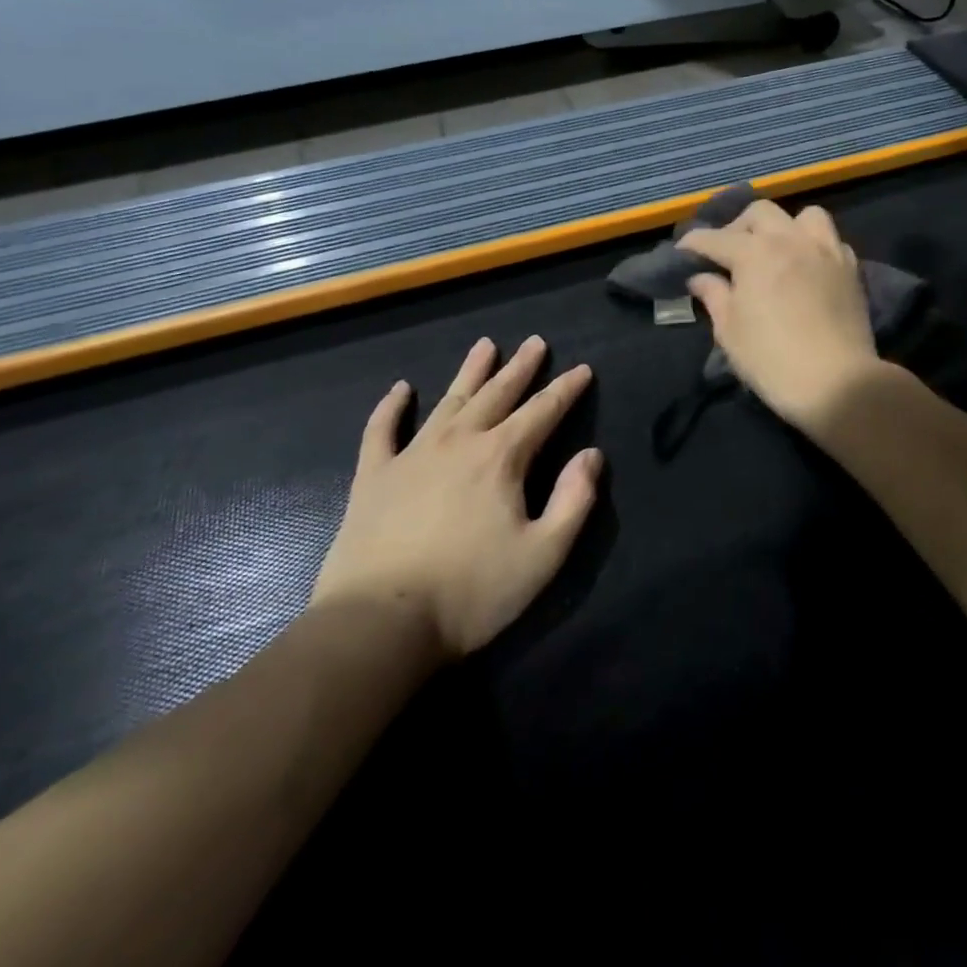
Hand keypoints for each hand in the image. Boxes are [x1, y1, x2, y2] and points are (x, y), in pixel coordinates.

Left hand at [310, 336, 600, 660]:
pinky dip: (391, 407)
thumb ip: (574, 501)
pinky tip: (401, 389)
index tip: (583, 369)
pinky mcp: (374, 476)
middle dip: (521, 367)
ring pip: (449, 400)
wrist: (379, 624)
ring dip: (471, 371)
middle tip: (536, 342)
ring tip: (486, 345)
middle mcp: (460, 441)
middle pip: (498, 394)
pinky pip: (382, 430)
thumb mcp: (543, 554)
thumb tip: (591, 456)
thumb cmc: (472, 592)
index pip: (543, 411)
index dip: (566, 389)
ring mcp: (412, 454)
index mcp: (502, 457)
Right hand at [678, 200, 880, 429]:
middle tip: (729, 252)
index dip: (694, 243)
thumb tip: (700, 277)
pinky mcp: (850, 268)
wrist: (837, 383)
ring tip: (776, 249)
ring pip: (804, 215)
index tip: (682, 252)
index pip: (716, 238)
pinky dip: (815, 246)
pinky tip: (808, 266)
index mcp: (754, 253)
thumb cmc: (772, 360)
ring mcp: (825, 250)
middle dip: (738, 226)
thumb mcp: (729, 331)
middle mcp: (790, 240)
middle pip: (760, 213)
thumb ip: (714, 296)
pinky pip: (832, 240)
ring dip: (784, 226)